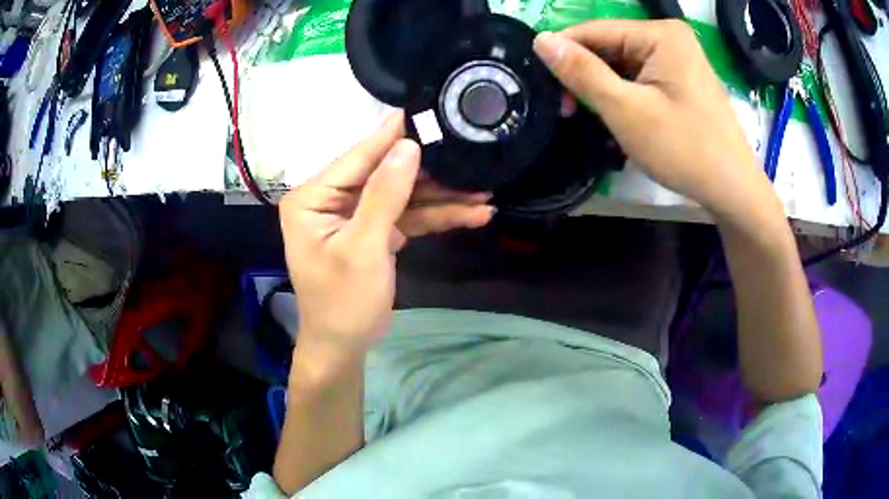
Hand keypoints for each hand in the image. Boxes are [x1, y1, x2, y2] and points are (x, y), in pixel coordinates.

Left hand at [279, 113, 492, 369]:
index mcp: (313, 197)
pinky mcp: (375, 230)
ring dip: (441, 198)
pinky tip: (471, 215)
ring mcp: (355, 214)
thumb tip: (408, 146)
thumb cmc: (342, 302)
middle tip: (470, 158)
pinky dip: (436, 217)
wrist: (344, 345)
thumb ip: (385, 195)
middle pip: (385, 174)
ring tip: (484, 194)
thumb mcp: (363, 248)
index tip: (424, 109)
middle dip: (430, 175)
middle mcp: (331, 199)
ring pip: (403, 196)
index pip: (358, 157)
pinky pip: (406, 216)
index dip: (393, 136)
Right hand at [533, 20, 773, 216]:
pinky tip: (621, 119)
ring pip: (623, 65)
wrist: (733, 189)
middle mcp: (669, 38)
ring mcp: (679, 59)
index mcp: (659, 34)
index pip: (594, 31)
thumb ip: (582, 72)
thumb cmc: (684, 149)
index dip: (563, 55)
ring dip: (605, 90)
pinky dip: (625, 97)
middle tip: (570, 112)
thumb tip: (541, 40)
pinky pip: (641, 79)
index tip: (546, 90)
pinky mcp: (682, 79)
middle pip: (610, 47)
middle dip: (587, 77)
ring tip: (594, 120)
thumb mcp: (626, 110)